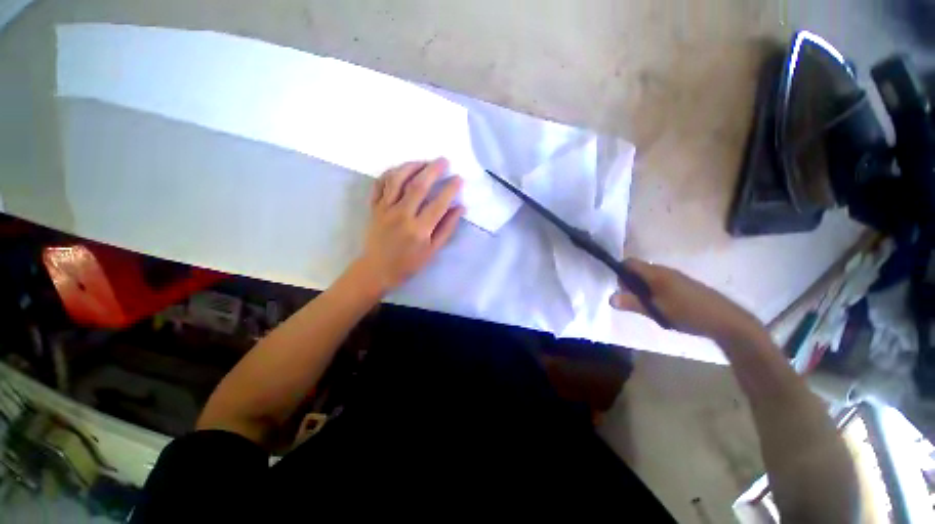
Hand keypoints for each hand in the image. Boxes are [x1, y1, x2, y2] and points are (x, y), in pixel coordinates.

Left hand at [351, 158, 464, 295]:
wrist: (377, 270)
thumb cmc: (408, 263)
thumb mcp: (432, 250)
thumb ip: (447, 228)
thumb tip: (460, 208)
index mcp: (419, 229)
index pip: (438, 203)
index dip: (450, 189)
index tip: (459, 179)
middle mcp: (402, 215)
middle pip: (418, 186)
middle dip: (433, 170)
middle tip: (444, 160)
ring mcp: (385, 209)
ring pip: (397, 180)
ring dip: (412, 166)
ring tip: (423, 161)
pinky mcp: (374, 207)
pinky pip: (379, 184)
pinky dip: (389, 173)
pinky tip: (400, 170)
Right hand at [610, 259, 766, 345]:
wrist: (726, 320)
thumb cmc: (688, 312)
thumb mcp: (657, 310)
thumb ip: (632, 303)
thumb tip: (609, 298)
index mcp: (656, 273)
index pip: (629, 263)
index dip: (620, 272)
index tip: (620, 289)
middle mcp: (664, 271)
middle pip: (638, 270)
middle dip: (629, 283)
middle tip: (632, 301)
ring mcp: (675, 278)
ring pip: (648, 278)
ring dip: (641, 289)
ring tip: (646, 306)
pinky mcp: (683, 285)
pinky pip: (659, 283)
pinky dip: (653, 292)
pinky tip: (660, 307)